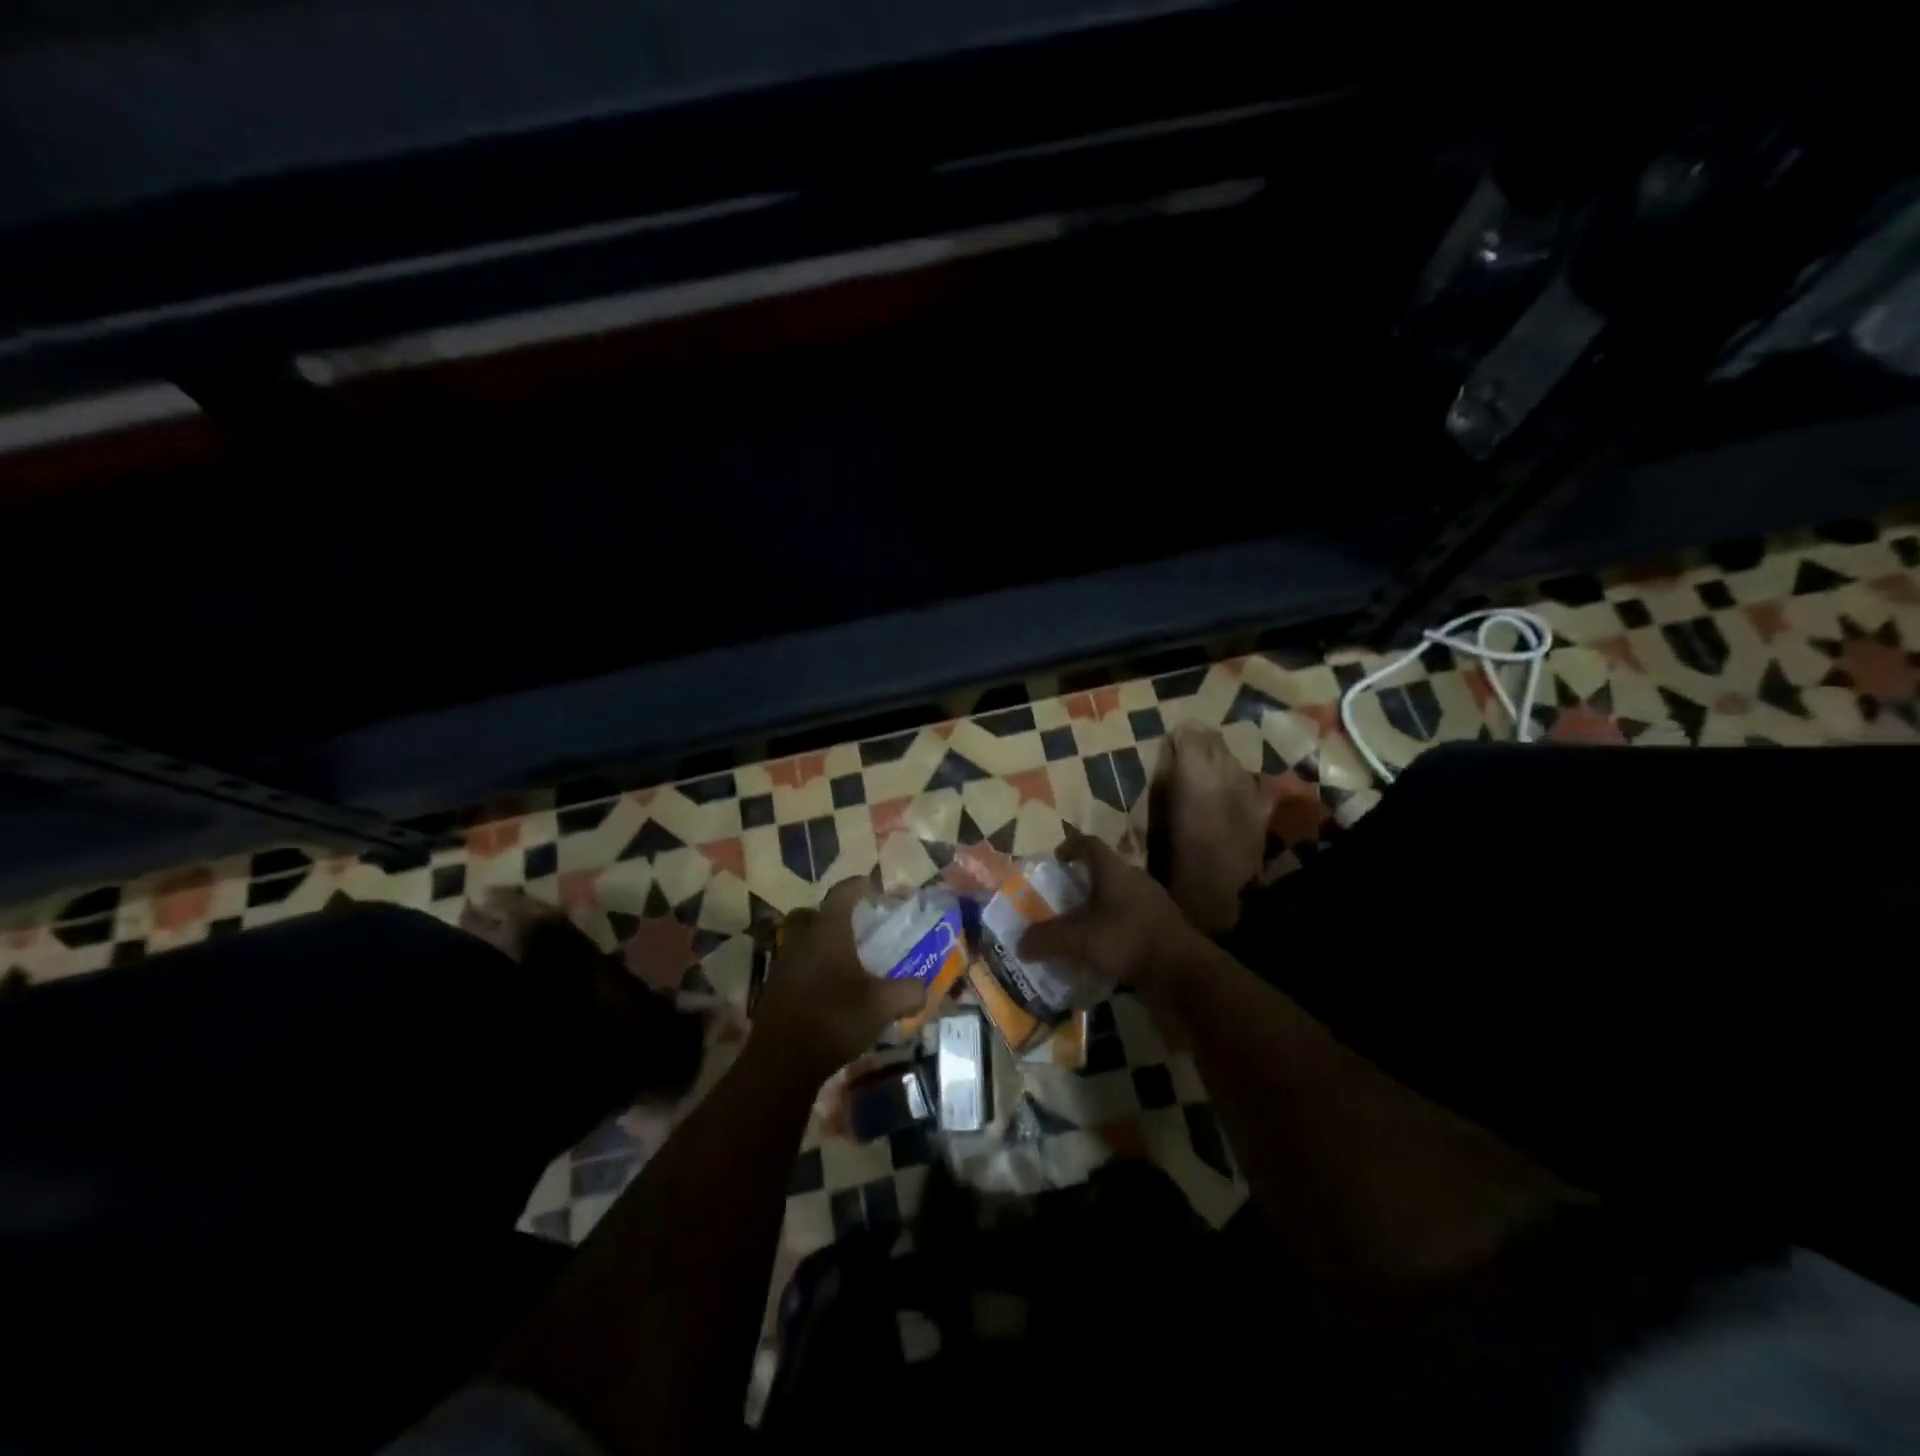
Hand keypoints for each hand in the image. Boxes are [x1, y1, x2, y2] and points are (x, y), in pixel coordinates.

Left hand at [752, 879, 928, 1082]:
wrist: (782, 1062)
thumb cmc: (834, 1020)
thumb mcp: (883, 1006)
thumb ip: (908, 992)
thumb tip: (923, 989)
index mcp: (827, 933)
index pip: (840, 894)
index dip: (857, 886)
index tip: (871, 886)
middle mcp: (801, 942)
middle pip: (808, 914)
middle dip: (827, 914)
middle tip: (850, 925)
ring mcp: (782, 966)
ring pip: (797, 941)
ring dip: (817, 944)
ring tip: (842, 961)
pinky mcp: (773, 992)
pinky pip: (793, 967)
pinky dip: (809, 969)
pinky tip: (827, 990)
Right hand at [1018, 830, 1207, 992]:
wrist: (1183, 970)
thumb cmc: (1128, 939)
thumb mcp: (1079, 940)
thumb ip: (1047, 939)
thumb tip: (1020, 943)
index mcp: (1114, 870)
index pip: (1089, 844)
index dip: (1071, 846)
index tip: (1057, 858)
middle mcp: (1134, 879)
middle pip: (1104, 871)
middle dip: (1082, 883)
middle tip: (1062, 899)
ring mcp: (1152, 902)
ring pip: (1118, 897)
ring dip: (1099, 908)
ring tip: (1079, 928)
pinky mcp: (1161, 926)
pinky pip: (1130, 920)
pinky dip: (1114, 929)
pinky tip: (1103, 951)